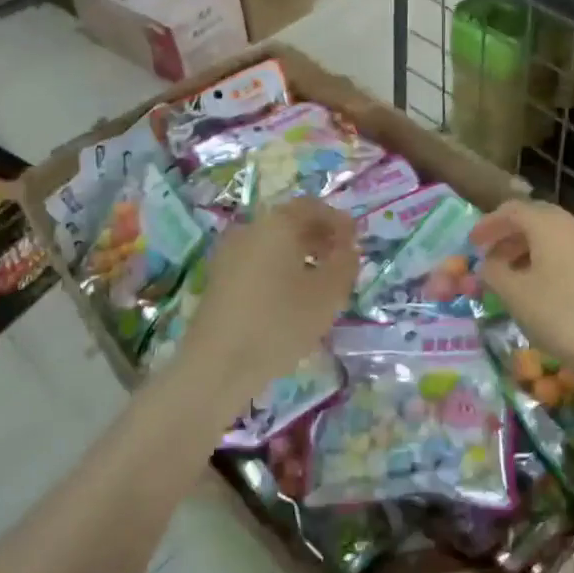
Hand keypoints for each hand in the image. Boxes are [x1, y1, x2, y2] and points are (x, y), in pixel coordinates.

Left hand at [179, 198, 358, 403]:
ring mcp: (229, 254)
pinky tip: (290, 296)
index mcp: (277, 224)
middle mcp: (249, 229)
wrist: (217, 366)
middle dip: (319, 236)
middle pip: (290, 222)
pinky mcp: (218, 279)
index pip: (312, 206)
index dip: (338, 220)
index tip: (355, 241)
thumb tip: (347, 248)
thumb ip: (345, 263)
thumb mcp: (328, 294)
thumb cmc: (280, 323)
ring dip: (299, 253)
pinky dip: (278, 267)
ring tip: (319, 280)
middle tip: (341, 259)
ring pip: (272, 242)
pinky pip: (257, 260)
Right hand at [471, 200, 573, 388]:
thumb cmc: (565, 318)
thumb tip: (487, 263)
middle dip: (510, 238)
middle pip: (538, 221)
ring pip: (558, 241)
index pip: (513, 210)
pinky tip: (546, 294)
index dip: (489, 224)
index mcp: (552, 225)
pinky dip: (552, 266)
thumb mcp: (517, 297)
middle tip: (491, 260)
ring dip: (531, 253)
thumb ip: (494, 273)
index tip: (472, 244)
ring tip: (514, 280)